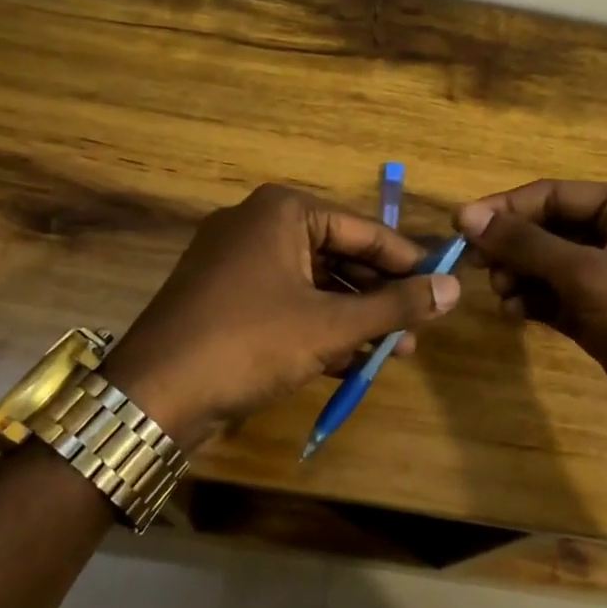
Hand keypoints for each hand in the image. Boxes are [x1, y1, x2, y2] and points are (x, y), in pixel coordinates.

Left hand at [105, 185, 461, 450]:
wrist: (152, 396)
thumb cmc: (250, 342)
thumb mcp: (331, 325)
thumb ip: (395, 306)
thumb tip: (454, 289)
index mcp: (282, 211)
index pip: (363, 229)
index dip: (407, 261)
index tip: (443, 286)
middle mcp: (257, 225)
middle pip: (339, 256)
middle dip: (379, 296)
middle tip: (419, 327)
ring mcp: (236, 262)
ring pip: (313, 284)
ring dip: (354, 317)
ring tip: (395, 352)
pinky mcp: (224, 298)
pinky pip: (286, 303)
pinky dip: (319, 327)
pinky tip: (352, 361)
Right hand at [454, 180, 606, 455]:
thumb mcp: (587, 274)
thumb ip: (526, 244)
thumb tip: (467, 216)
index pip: (553, 194)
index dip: (504, 208)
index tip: (458, 225)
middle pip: (547, 228)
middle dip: (512, 246)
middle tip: (477, 266)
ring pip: (548, 264)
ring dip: (519, 274)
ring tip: (501, 293)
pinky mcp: (603, 315)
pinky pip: (556, 296)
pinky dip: (533, 300)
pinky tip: (514, 312)